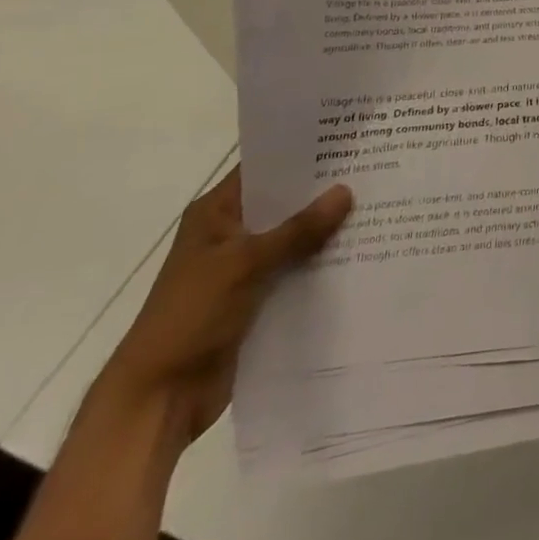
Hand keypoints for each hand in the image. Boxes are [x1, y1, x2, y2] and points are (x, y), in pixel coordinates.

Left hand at [96, 167, 351, 446]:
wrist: (158, 399)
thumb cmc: (189, 317)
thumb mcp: (244, 265)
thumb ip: (297, 229)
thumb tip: (346, 190)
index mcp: (216, 214)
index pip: (265, 168)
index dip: (302, 153)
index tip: (346, 140)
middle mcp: (232, 233)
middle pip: (285, 203)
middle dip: (324, 191)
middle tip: (375, 169)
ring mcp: (245, 267)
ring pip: (295, 238)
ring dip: (328, 230)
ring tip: (379, 206)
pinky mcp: (258, 298)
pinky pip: (297, 270)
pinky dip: (323, 263)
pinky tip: (362, 252)